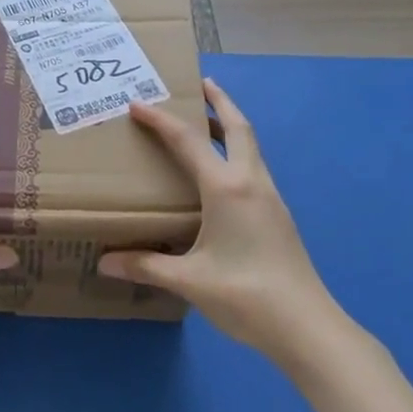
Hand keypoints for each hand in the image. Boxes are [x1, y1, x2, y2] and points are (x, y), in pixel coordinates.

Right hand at [102, 78, 340, 362]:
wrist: (308, 327)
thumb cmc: (246, 295)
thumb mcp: (189, 280)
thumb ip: (146, 266)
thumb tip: (104, 262)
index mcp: (227, 188)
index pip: (188, 141)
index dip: (161, 120)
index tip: (138, 104)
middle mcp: (251, 182)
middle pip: (239, 127)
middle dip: (220, 101)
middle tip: (200, 84)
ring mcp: (270, 198)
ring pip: (251, 147)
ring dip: (231, 125)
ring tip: (208, 122)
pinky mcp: (278, 215)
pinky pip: (254, 167)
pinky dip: (237, 152)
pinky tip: (222, 174)